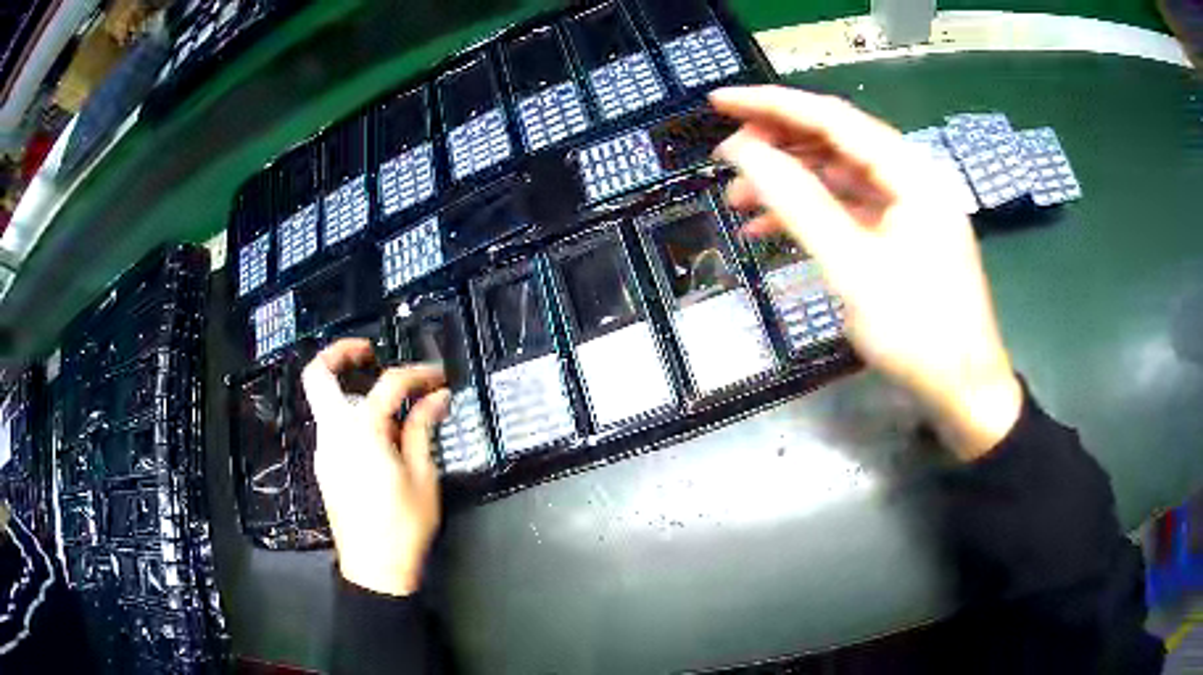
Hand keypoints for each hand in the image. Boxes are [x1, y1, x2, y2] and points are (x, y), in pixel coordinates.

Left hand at [302, 339, 450, 595]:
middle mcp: (333, 433)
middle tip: (368, 352)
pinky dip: (351, 415)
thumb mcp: (422, 475)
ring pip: (324, 402)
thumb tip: (436, 397)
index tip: (438, 377)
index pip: (388, 385)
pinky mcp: (325, 467)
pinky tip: (380, 434)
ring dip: (349, 388)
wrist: (375, 569)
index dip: (417, 374)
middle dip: (339, 353)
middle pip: (317, 376)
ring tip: (387, 400)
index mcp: (361, 431)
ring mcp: (324, 450)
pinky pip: (333, 426)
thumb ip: (422, 428)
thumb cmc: (403, 524)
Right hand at [710, 85, 1021, 459]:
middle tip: (726, 156)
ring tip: (738, 199)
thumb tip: (745, 154)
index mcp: (910, 173)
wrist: (965, 392)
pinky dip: (812, 214)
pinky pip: (849, 211)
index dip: (772, 105)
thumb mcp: (854, 267)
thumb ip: (799, 204)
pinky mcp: (900, 238)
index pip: (833, 119)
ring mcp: (907, 210)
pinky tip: (772, 227)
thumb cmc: (919, 332)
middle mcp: (910, 180)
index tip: (720, 102)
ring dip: (789, 183)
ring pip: (839, 178)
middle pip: (836, 143)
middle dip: (778, 146)